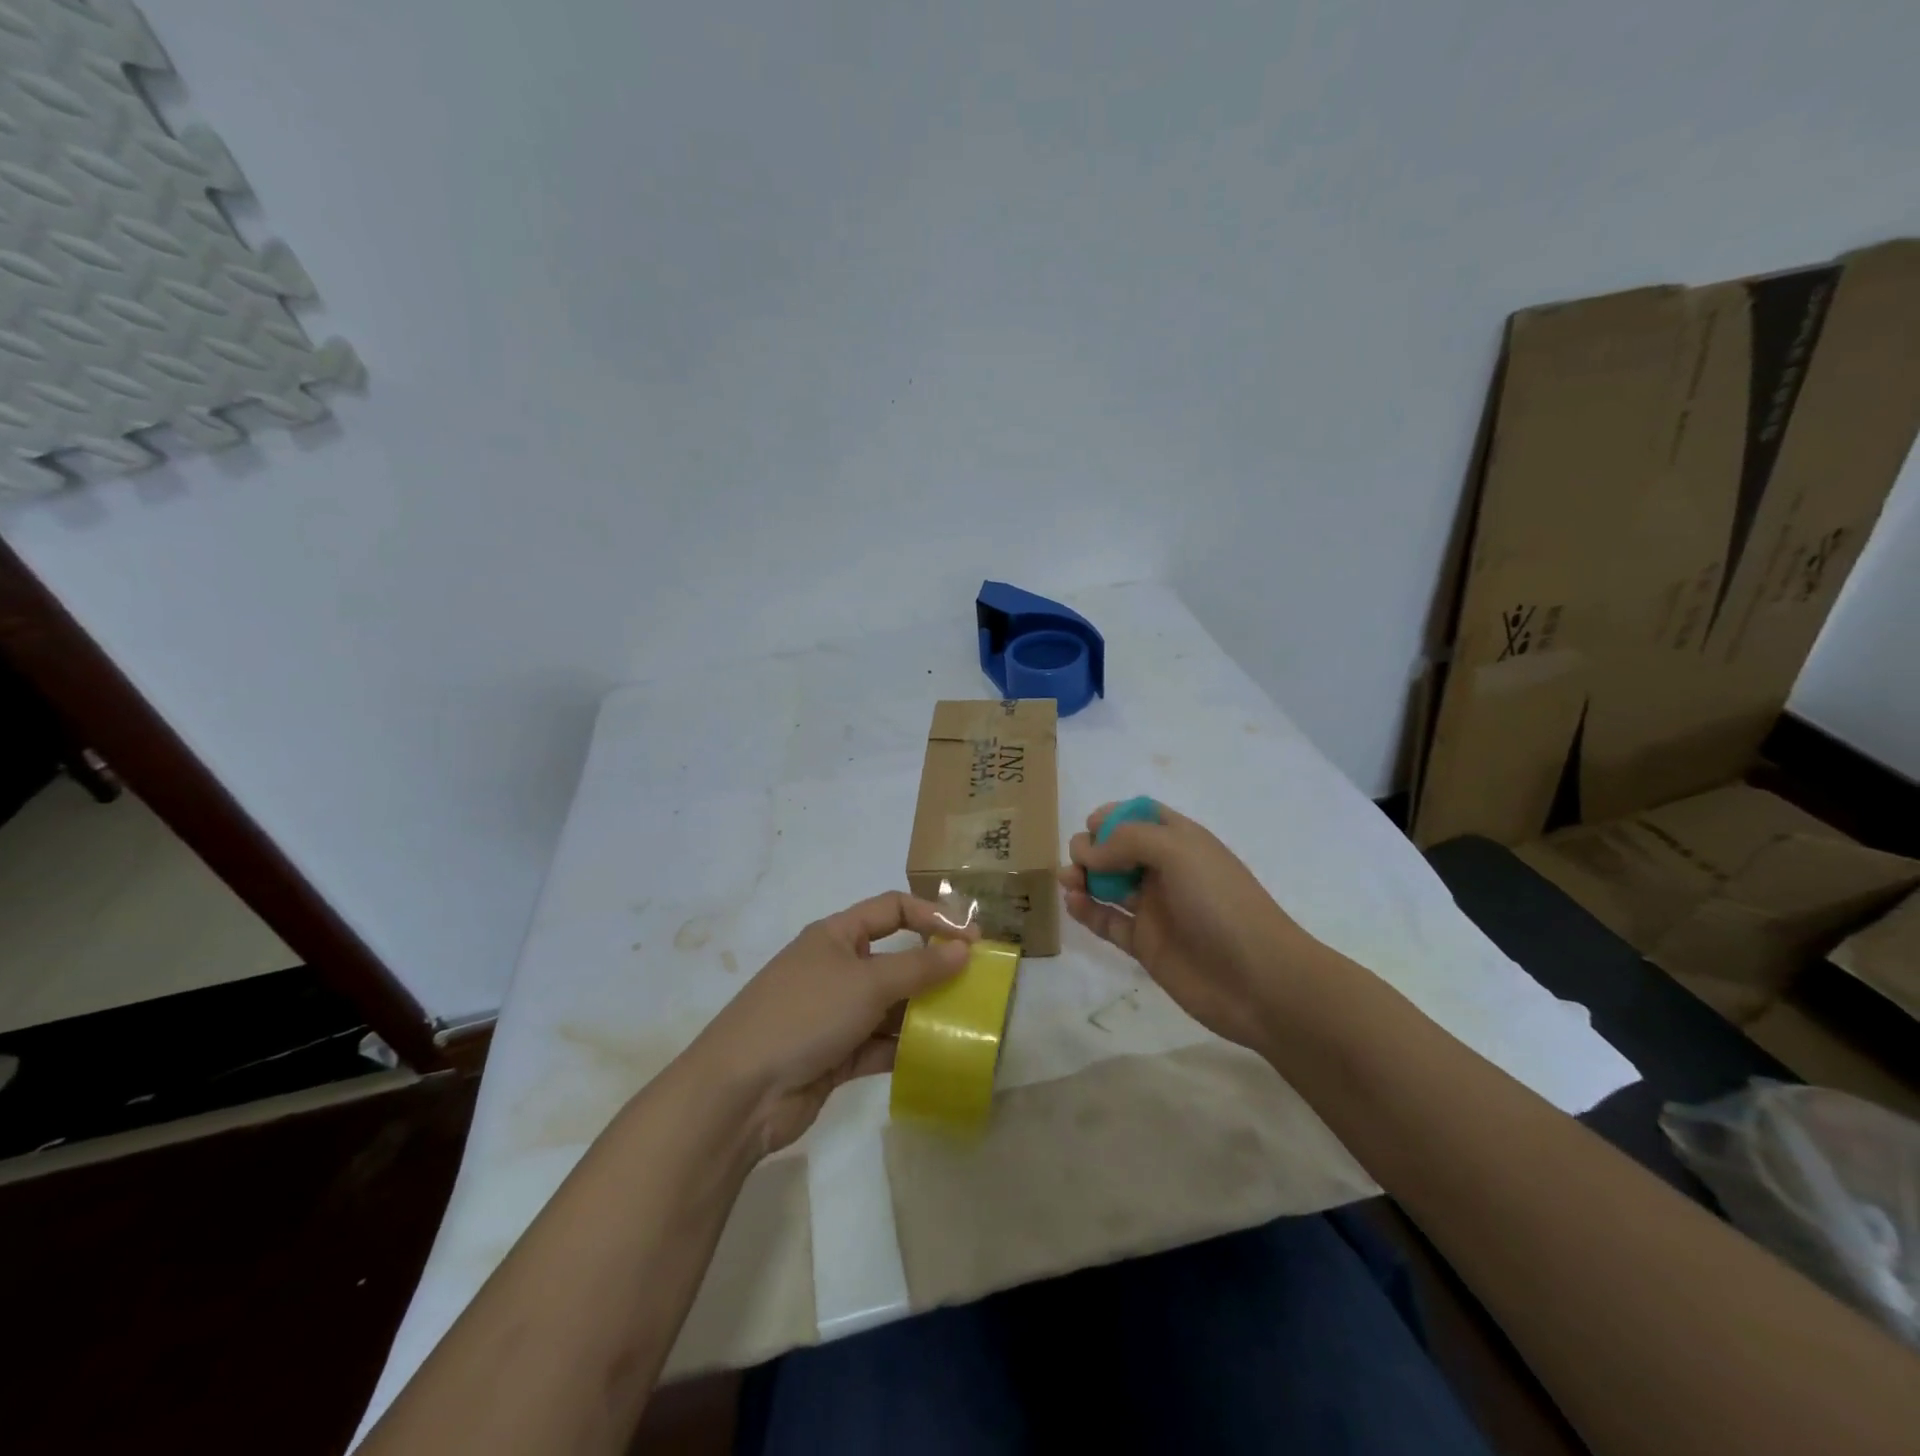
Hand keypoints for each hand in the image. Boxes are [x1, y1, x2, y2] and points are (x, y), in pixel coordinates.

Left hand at [684, 892, 975, 1156]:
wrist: (740, 1092)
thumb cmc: (805, 1015)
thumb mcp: (867, 982)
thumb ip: (919, 966)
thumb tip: (963, 948)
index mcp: (837, 936)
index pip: (892, 909)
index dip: (932, 916)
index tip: (971, 939)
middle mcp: (836, 968)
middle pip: (894, 959)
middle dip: (934, 970)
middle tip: (977, 986)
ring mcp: (834, 1014)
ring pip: (890, 1006)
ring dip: (923, 1014)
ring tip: (967, 1024)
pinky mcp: (835, 1056)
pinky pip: (879, 1045)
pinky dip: (905, 1049)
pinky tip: (938, 1058)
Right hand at [1060, 800, 1322, 1051]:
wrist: (1258, 980)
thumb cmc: (1220, 903)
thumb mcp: (1177, 851)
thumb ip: (1126, 841)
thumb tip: (1088, 853)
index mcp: (1181, 841)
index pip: (1141, 816)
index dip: (1114, 815)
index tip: (1092, 826)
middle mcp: (1166, 870)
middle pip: (1118, 848)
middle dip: (1092, 847)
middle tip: (1081, 859)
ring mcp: (1155, 908)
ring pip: (1108, 884)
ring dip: (1083, 876)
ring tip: (1068, 881)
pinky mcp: (1145, 944)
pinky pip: (1108, 921)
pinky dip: (1087, 911)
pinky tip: (1073, 903)